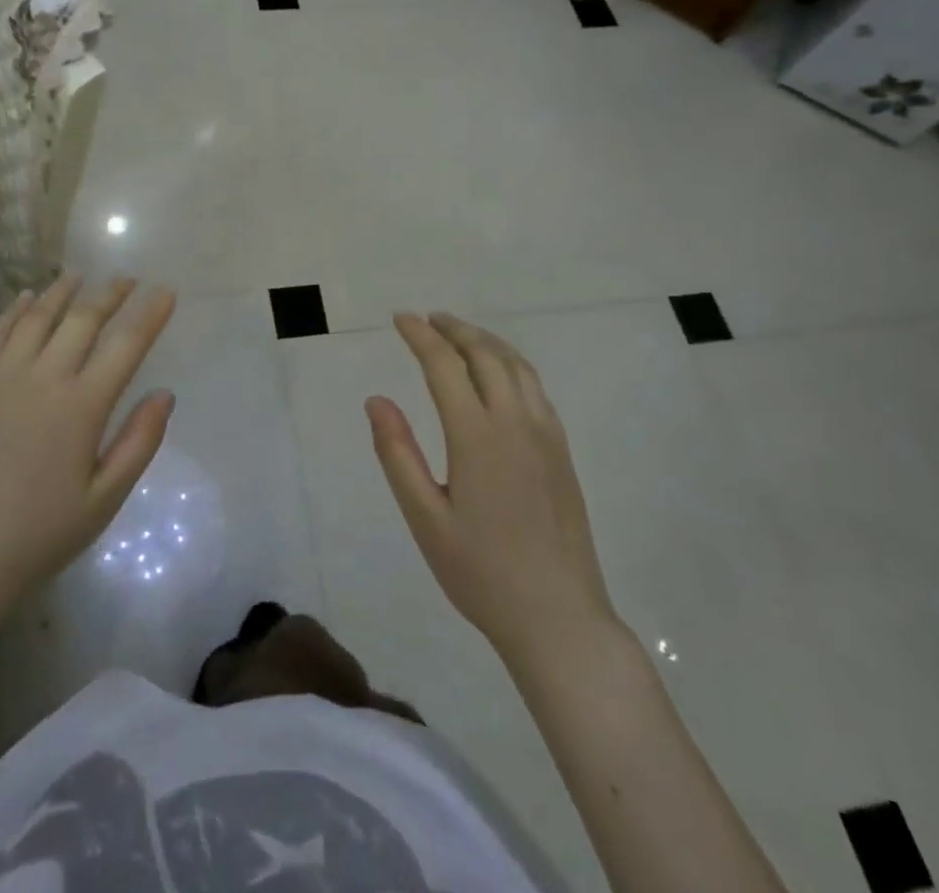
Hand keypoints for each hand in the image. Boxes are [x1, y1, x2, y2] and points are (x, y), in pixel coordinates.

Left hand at [0, 275, 176, 630]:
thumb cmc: (38, 535)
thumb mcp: (104, 501)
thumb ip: (139, 443)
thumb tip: (164, 394)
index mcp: (81, 406)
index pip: (126, 345)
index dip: (150, 314)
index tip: (166, 291)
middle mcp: (42, 377)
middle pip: (82, 319)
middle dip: (109, 294)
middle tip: (126, 279)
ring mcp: (0, 377)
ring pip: (35, 317)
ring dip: (61, 292)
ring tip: (78, 276)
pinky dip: (14, 310)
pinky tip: (25, 299)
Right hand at [367, 311, 616, 662]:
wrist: (560, 619)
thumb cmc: (481, 573)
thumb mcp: (425, 518)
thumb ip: (398, 454)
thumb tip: (376, 400)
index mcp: (476, 435)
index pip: (444, 365)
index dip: (420, 336)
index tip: (400, 319)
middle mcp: (515, 422)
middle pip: (485, 355)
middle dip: (454, 329)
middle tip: (427, 319)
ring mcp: (545, 435)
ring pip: (516, 366)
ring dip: (485, 341)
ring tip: (460, 334)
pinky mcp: (562, 452)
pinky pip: (536, 388)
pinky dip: (511, 364)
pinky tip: (500, 374)